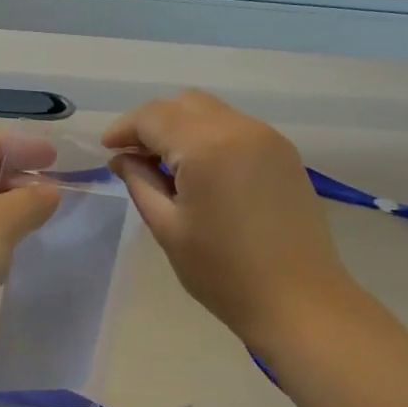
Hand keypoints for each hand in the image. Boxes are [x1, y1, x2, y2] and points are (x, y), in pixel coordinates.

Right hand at [103, 90, 360, 347]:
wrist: (299, 302)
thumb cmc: (224, 272)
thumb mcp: (168, 228)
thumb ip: (140, 183)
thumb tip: (122, 158)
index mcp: (207, 146)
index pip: (153, 116)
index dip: (125, 129)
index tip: (108, 151)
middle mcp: (240, 128)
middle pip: (184, 104)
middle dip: (154, 123)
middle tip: (135, 158)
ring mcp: (268, 138)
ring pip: (212, 113)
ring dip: (183, 129)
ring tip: (167, 168)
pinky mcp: (284, 154)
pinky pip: (237, 129)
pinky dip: (211, 138)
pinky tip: (202, 173)